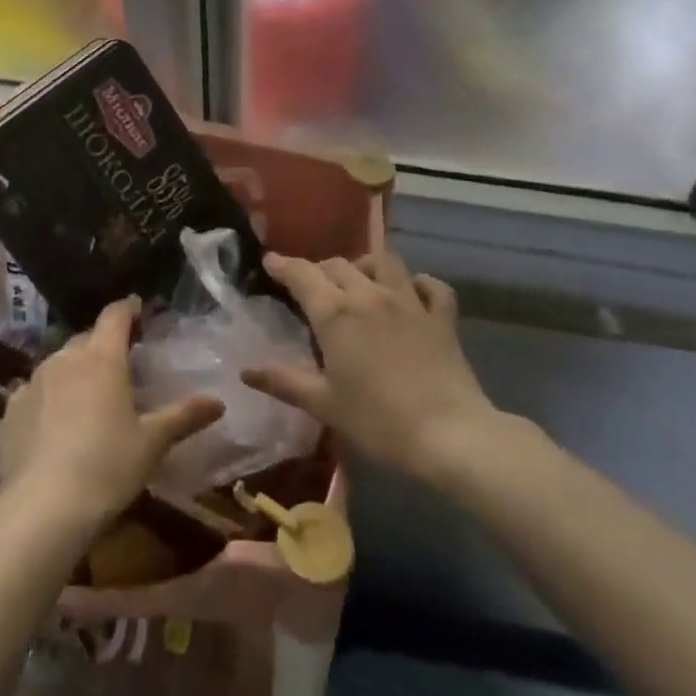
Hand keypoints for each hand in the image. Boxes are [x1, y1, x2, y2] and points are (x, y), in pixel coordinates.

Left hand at [0, 296, 223, 537]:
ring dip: (75, 369)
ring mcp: (33, 382)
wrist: (41, 508)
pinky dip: (49, 396)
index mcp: (102, 358)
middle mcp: (65, 359)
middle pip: (87, 339)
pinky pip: (34, 391)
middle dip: (103, 344)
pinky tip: (54, 422)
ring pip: (59, 363)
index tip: (137, 307)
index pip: (115, 316)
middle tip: (120, 362)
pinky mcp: (10, 410)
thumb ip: (183, 416)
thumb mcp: (152, 443)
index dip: (127, 308)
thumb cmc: (107, 467)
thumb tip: (218, 402)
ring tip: (88, 393)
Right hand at [244, 250, 506, 481]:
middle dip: (320, 270)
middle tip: (311, 287)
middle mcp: (370, 294)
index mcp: (336, 313)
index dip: (283, 265)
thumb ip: (284, 382)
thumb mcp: (324, 404)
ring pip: (384, 261)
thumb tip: (246, 371)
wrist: (449, 435)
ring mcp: (409, 301)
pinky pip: (430, 285)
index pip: (302, 275)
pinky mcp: (442, 316)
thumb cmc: (378, 422)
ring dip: (365, 265)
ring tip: (359, 280)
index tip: (270, 261)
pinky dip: (418, 283)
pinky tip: (411, 293)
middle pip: (339, 265)